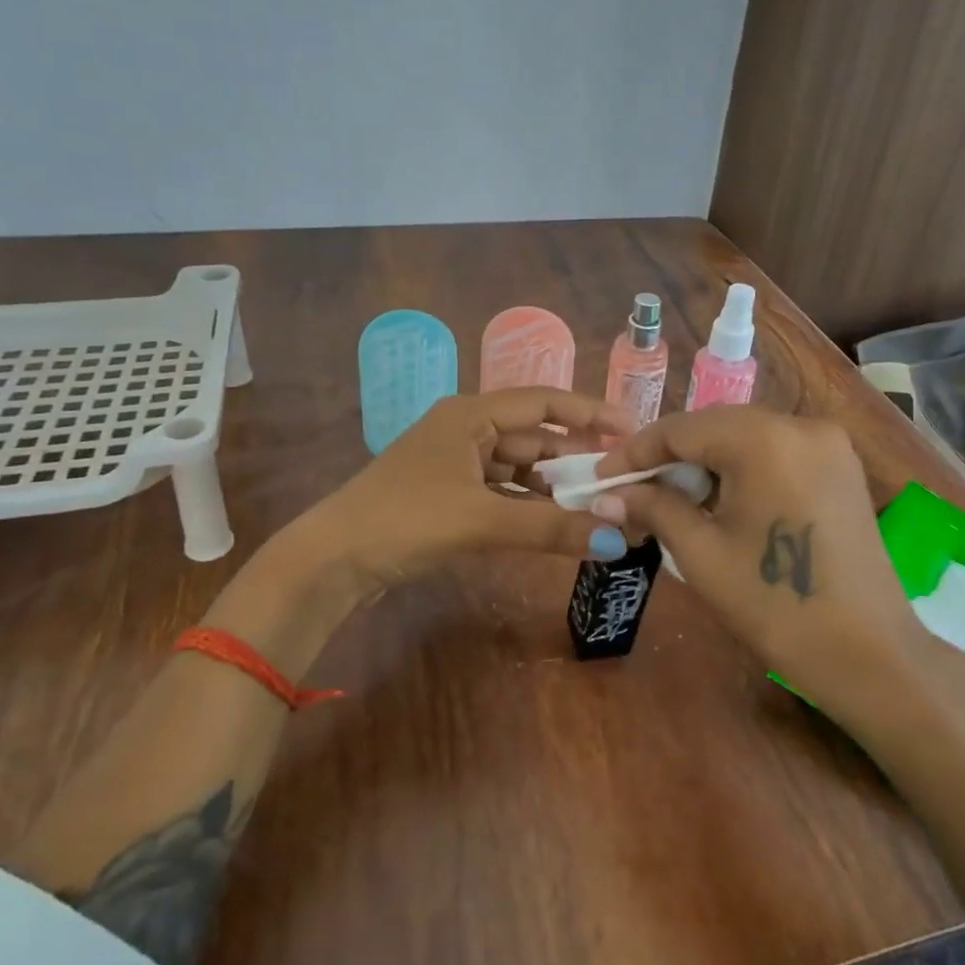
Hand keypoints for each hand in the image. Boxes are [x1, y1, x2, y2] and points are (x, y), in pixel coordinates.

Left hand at [299, 388, 638, 592]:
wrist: (332, 561)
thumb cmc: (406, 521)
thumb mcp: (482, 520)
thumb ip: (551, 527)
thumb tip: (617, 539)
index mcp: (471, 414)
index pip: (544, 402)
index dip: (591, 413)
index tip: (633, 430)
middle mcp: (466, 429)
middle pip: (534, 436)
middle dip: (577, 456)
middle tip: (623, 475)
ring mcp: (455, 463)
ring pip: (519, 467)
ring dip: (554, 485)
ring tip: (599, 503)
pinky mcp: (448, 495)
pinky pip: (502, 491)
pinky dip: (529, 505)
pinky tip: (556, 522)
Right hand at [595, 406, 948, 732]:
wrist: (871, 655)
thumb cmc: (776, 606)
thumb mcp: (702, 554)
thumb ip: (653, 509)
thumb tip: (606, 494)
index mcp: (764, 438)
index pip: (681, 429)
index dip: (635, 453)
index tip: (600, 478)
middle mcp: (799, 424)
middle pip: (714, 427)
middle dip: (669, 457)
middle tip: (632, 492)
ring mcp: (828, 443)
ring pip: (744, 437)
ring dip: (704, 463)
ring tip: (671, 500)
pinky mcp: (841, 465)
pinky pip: (775, 451)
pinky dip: (740, 468)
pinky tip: (720, 501)